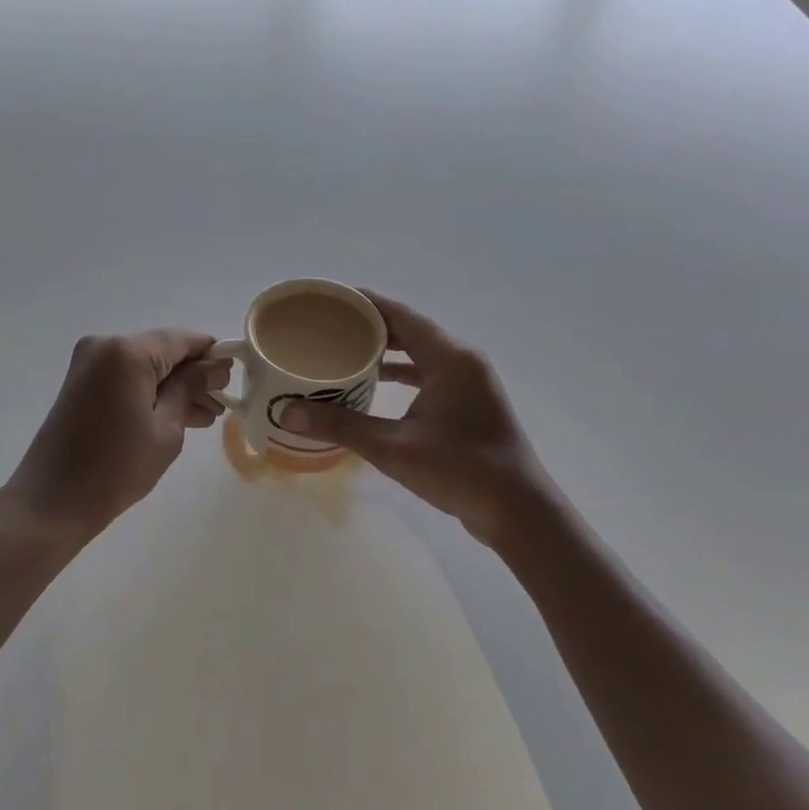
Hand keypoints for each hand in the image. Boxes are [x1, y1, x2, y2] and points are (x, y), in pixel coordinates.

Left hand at [0, 330, 229, 540]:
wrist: (51, 503)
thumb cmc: (116, 468)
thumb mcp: (167, 429)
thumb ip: (191, 389)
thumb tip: (216, 366)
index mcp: (128, 351)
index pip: (183, 340)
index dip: (213, 356)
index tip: (235, 379)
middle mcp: (106, 345)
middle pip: (163, 350)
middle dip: (193, 375)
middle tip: (220, 405)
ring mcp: (89, 363)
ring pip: (145, 365)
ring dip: (173, 386)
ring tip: (204, 417)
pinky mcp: (81, 382)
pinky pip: (126, 377)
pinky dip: (149, 392)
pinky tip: (176, 416)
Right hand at [278, 293, 549, 544]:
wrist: (520, 513)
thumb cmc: (460, 470)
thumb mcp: (393, 448)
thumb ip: (341, 426)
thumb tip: (288, 413)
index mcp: (450, 357)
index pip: (401, 314)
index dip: (365, 302)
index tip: (330, 296)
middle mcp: (463, 360)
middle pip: (410, 329)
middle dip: (370, 324)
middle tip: (328, 324)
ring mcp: (470, 381)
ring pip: (421, 352)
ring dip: (386, 350)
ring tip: (344, 349)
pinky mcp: (470, 402)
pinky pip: (429, 372)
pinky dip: (402, 373)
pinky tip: (374, 383)